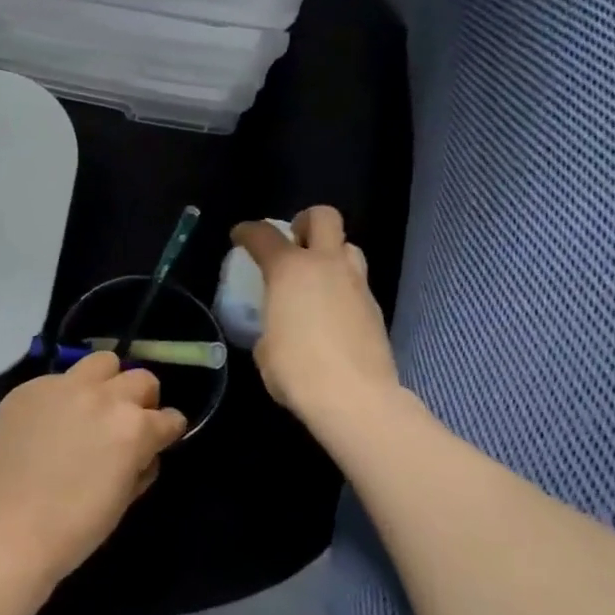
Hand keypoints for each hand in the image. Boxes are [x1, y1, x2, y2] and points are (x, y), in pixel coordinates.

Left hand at [0, 353, 189, 586]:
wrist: (5, 532)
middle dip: (142, 400)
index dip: (167, 432)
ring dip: (106, 383)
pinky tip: (47, 425)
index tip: (159, 441)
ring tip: (90, 409)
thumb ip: (139, 465)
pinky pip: (56, 381)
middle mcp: (102, 396)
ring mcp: (62, 387)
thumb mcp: (123, 500)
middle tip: (126, 424)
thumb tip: (142, 451)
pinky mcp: (27, 389)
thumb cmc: (73, 529)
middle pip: (140, 379)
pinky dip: (62, 397)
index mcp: (133, 427)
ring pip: (100, 363)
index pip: (169, 418)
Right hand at [231, 207, 398, 427]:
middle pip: (323, 217)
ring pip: (348, 246)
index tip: (240, 236)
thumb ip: (271, 322)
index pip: (264, 235)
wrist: (354, 397)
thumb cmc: (296, 370)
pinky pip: (356, 282)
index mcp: (289, 270)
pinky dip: (342, 286)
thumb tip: (280, 325)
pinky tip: (331, 312)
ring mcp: (356, 284)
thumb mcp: (264, 346)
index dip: (248, 231)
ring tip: (316, 278)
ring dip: (330, 253)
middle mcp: (325, 265)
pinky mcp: (374, 307)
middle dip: (306, 221)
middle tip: (294, 242)